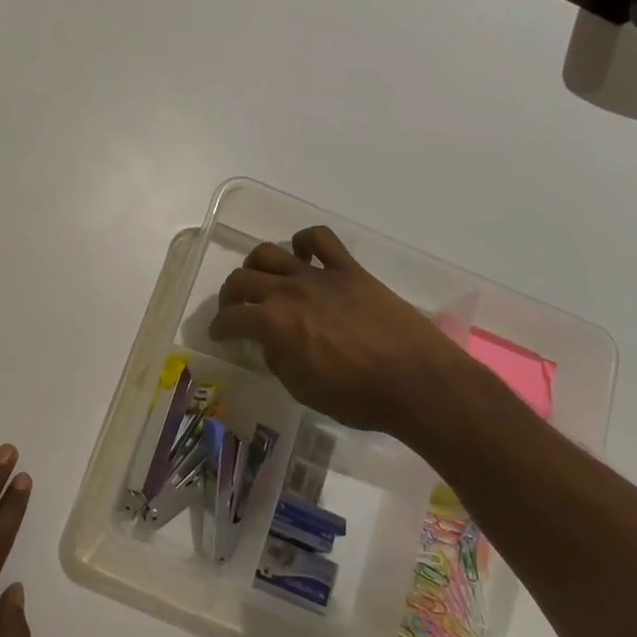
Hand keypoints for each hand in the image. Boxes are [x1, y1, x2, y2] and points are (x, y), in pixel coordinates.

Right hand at [209, 227, 488, 451]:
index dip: (219, 327)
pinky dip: (304, 241)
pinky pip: (320, 239)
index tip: (219, 334)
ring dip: (256, 265)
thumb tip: (271, 343)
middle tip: (235, 309)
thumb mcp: (302, 389)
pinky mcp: (349, 270)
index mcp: (273, 323)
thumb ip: (278, 360)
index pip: (231, 318)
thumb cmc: (357, 397)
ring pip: (270, 252)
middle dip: (230, 295)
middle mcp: (288, 291)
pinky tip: (302, 255)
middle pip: (242, 279)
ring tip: (262, 279)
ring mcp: (319, 275)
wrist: (417, 382)